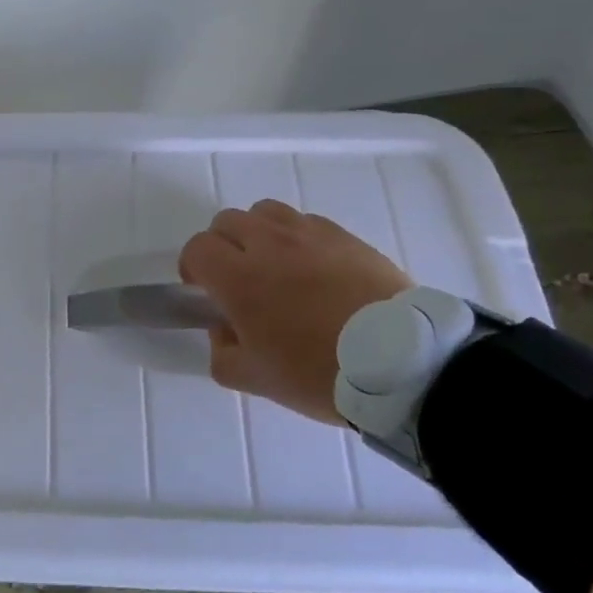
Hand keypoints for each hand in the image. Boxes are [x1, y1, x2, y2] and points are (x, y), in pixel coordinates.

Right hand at [179, 200, 410, 423]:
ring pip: (265, 212)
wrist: (400, 363)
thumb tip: (224, 330)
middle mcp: (268, 245)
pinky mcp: (345, 236)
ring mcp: (309, 235)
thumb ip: (222, 353)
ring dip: (258, 233)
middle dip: (222, 246)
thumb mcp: (255, 380)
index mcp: (239, 279)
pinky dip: (297, 238)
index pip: (197, 248)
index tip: (204, 291)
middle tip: (237, 278)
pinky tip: (314, 269)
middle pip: (226, 221)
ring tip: (275, 265)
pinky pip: (306, 222)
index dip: (192, 267)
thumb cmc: (318, 372)